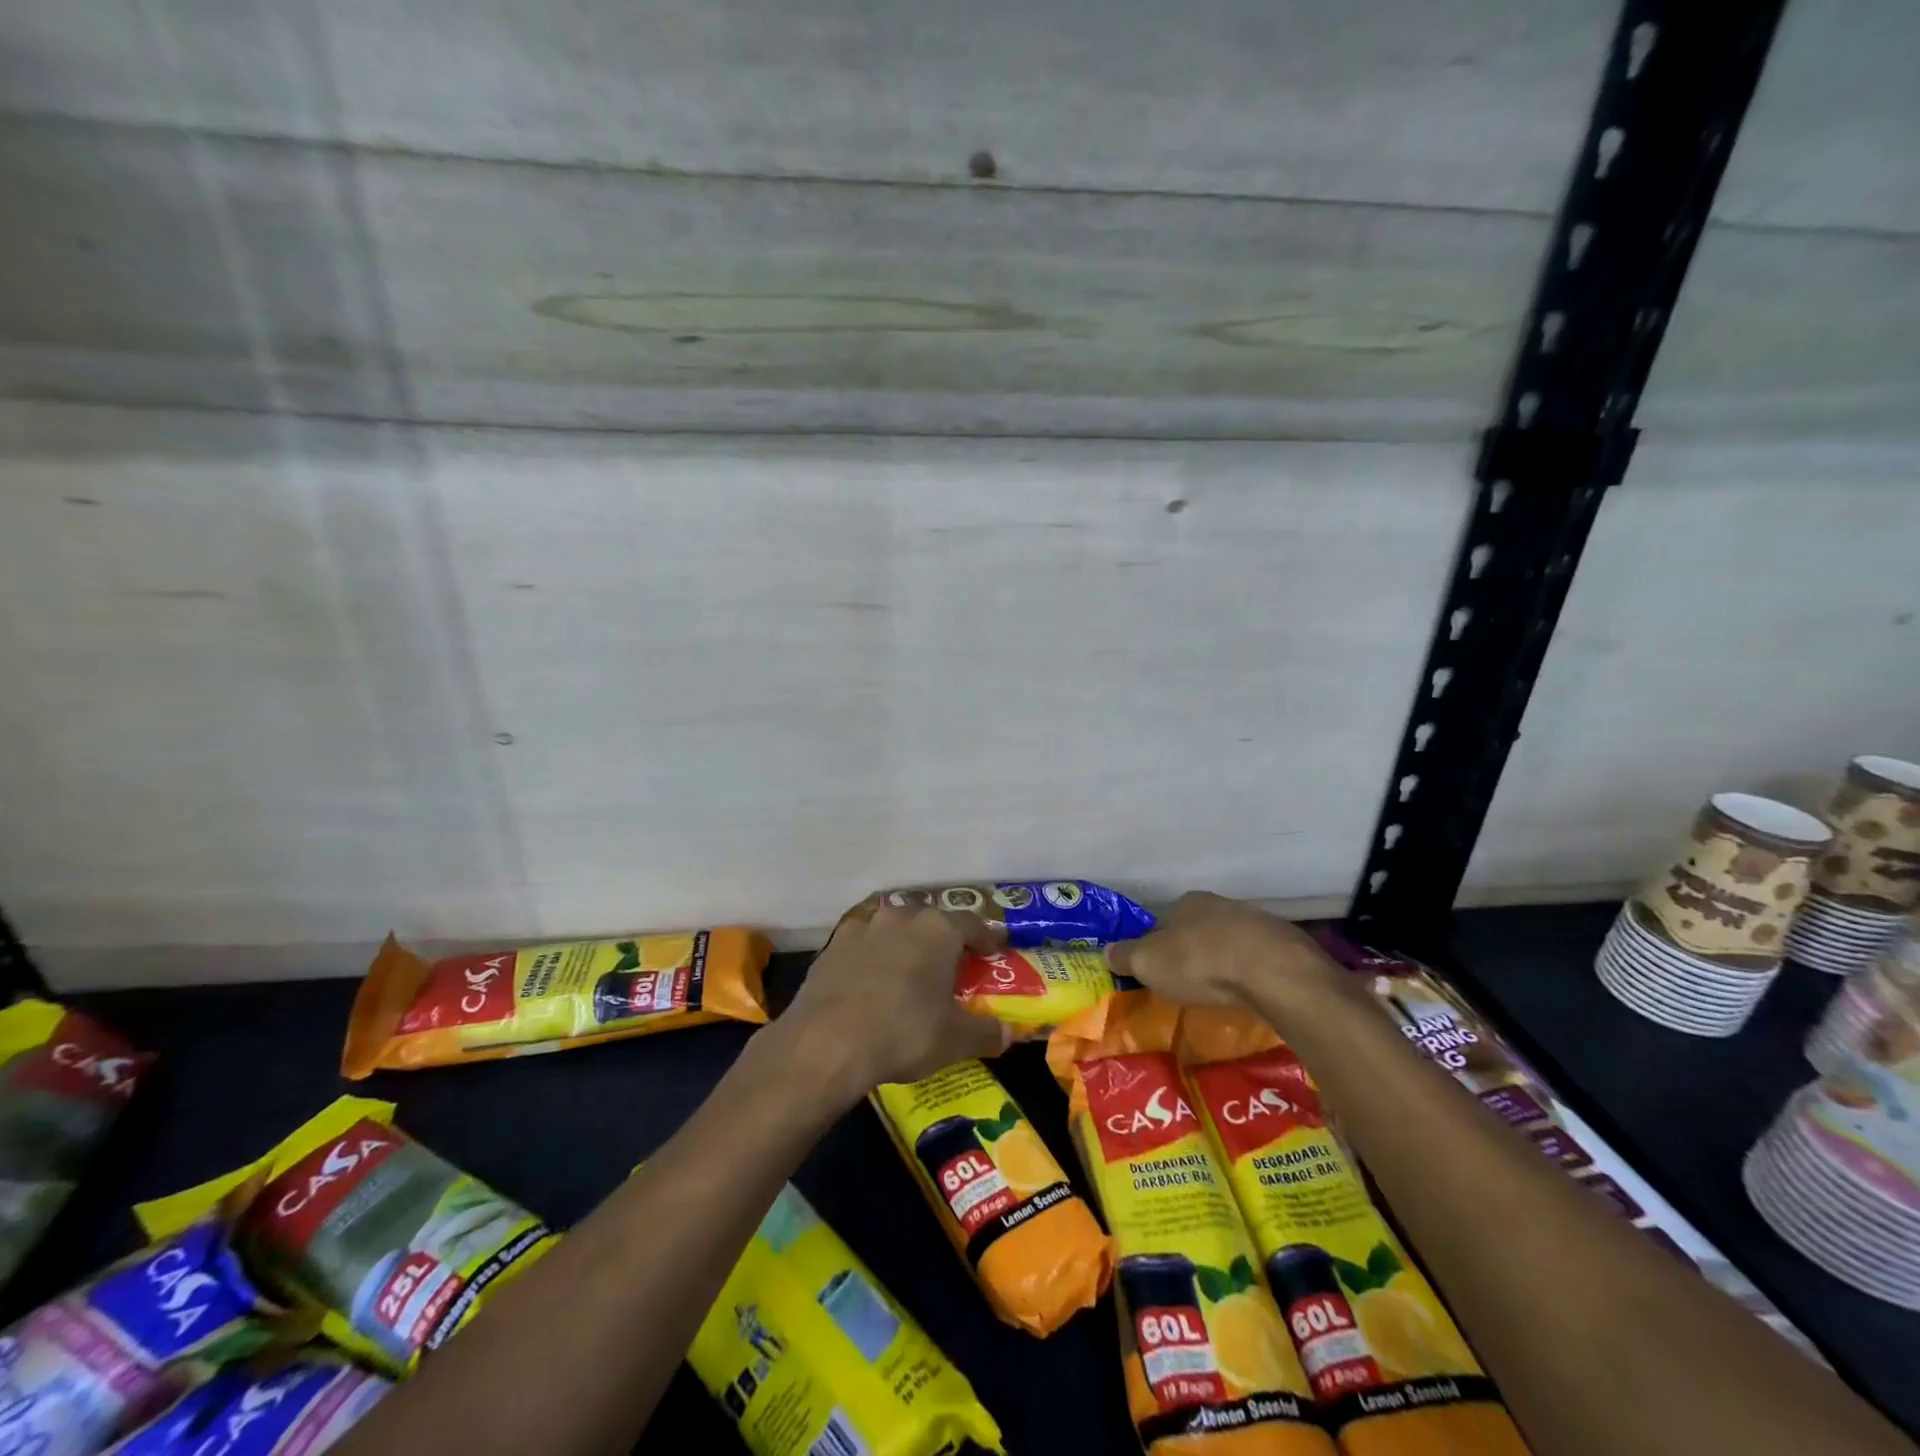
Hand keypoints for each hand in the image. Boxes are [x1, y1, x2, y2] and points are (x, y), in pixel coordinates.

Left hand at [773, 906, 1012, 1105]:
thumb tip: (1008, 1035)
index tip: (994, 950)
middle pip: (931, 921)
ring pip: (894, 929)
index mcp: (938, 929)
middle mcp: (901, 917)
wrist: (825, 1042)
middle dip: (944, 940)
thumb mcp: (955, 1040)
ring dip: (906, 944)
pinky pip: (864, 945)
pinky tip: (873, 981)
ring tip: (911, 971)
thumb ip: (986, 1033)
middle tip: (953, 964)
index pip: (972, 923)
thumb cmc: (903, 1032)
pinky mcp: (832, 946)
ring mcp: (862, 927)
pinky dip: (873, 958)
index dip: (986, 937)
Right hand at [1108, 892, 1343, 1011]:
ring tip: (1220, 992)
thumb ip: (1125, 956)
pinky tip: (1249, 993)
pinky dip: (1251, 974)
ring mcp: (1257, 922)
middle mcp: (1221, 904)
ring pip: (1231, 943)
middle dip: (1192, 953)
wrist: (1273, 972)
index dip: (1157, 946)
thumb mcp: (1148, 963)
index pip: (1164, 922)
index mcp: (1186, 903)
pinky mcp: (1286, 945)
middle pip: (1198, 930)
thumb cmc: (1200, 963)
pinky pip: (1259, 959)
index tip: (1157, 971)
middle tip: (1188, 983)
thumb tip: (1106, 951)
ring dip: (1224, 963)